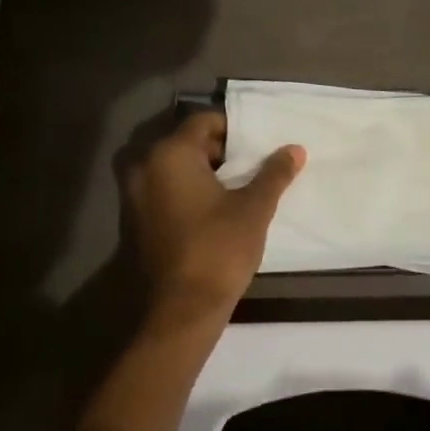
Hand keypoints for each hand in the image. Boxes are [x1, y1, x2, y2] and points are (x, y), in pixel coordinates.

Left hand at [125, 111, 305, 335]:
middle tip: (254, 163)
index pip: (204, 121)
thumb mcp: (254, 207)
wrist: (182, 309)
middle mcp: (145, 167)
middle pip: (187, 143)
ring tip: (240, 185)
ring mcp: (134, 195)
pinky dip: (189, 191)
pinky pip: (165, 191)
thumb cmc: (219, 248)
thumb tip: (295, 149)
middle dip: (221, 150)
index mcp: (170, 155)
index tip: (259, 142)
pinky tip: (217, 208)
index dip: (234, 128)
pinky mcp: (136, 221)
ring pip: (175, 168)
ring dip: (205, 172)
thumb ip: (274, 173)